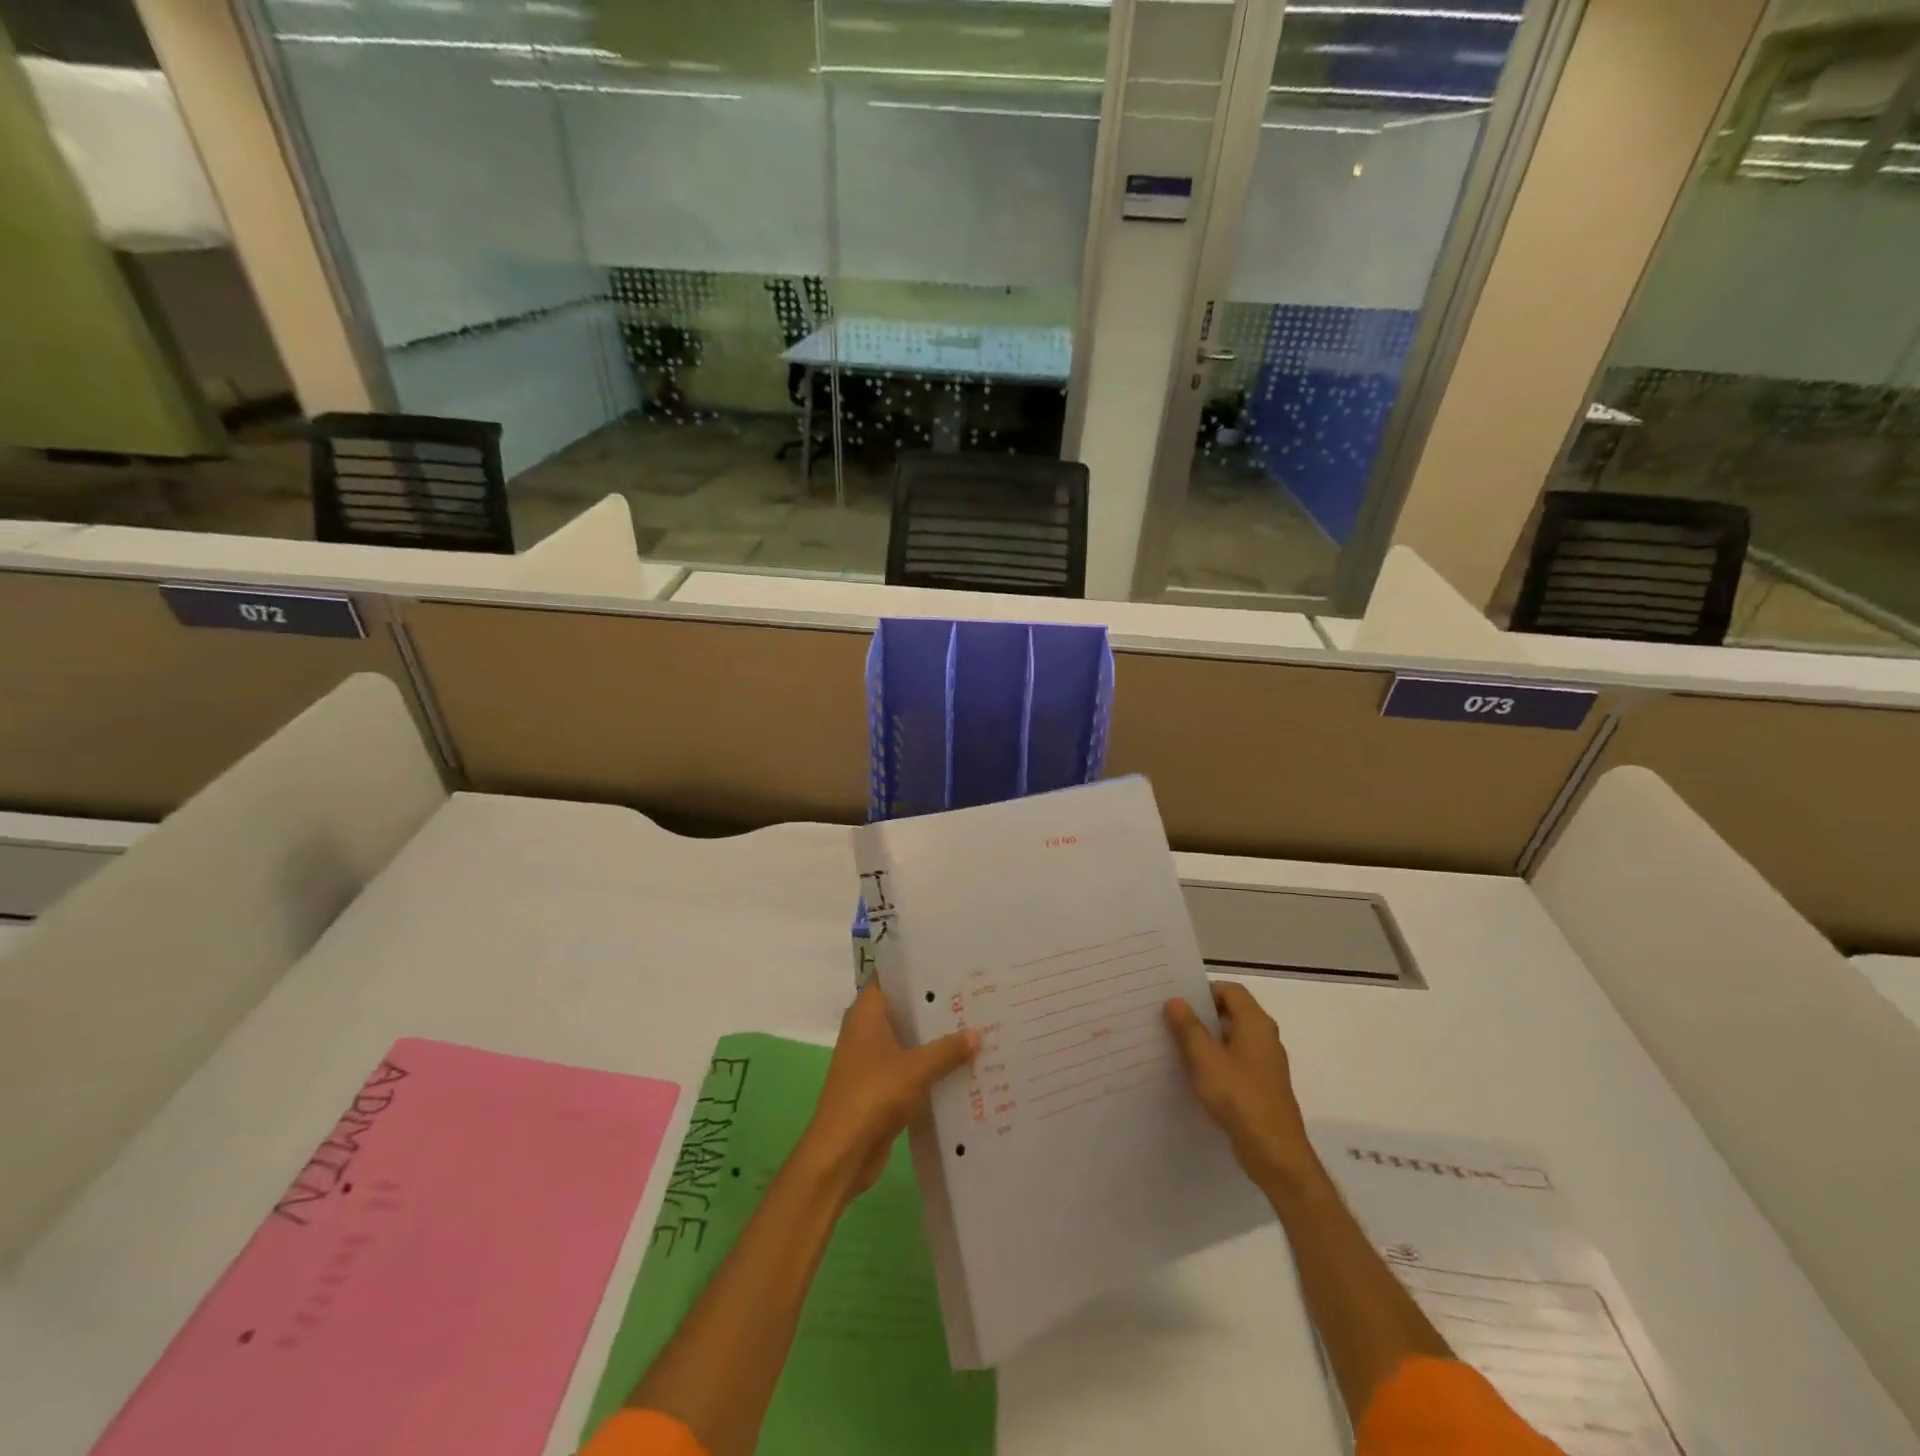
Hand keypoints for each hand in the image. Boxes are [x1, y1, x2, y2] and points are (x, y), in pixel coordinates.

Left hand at [795, 984, 979, 1202]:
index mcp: (866, 1013)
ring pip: (909, 1039)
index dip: (919, 971)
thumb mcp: (916, 1069)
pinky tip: (962, 1066)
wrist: (841, 1154)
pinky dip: (930, 1066)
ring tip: (976, 1027)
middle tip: (974, 997)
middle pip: (905, 1009)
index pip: (893, 977)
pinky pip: (910, 1066)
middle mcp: (866, 1030)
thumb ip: (947, 1049)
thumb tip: (978, 1032)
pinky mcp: (880, 1086)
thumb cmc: (873, 1096)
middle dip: (935, 1007)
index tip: (952, 966)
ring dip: (935, 1039)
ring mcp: (872, 1059)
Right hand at [1164, 982, 1323, 1198]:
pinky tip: (1195, 1075)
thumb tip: (1175, 1000)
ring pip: (1232, 1038)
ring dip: (1207, 1039)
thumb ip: (1188, 1027)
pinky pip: (1236, 1061)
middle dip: (1202, 1014)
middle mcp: (1265, 1037)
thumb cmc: (1239, 1096)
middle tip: (1170, 1019)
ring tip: (1176, 1045)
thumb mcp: (1205, 1059)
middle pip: (1231, 1012)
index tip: (1177, 999)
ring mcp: (1266, 1063)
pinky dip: (1216, 1061)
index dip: (1204, 990)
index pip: (1230, 990)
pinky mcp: (1262, 1086)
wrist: (1275, 1152)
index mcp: (1256, 1023)